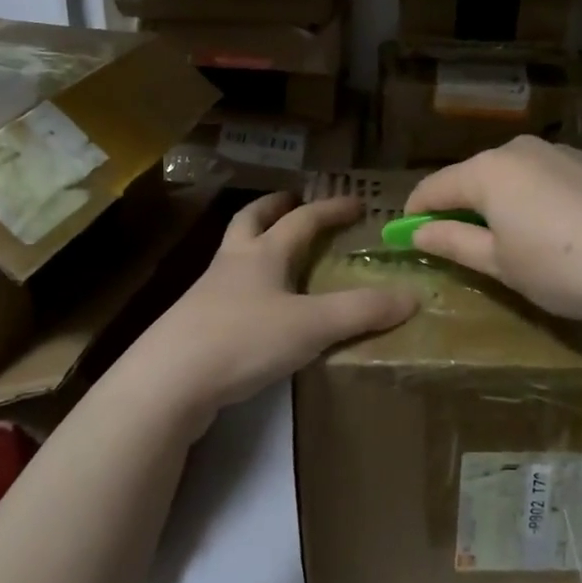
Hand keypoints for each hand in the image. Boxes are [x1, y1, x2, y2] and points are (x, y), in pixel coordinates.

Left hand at [124, 192, 416, 432]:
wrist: (168, 381)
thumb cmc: (243, 339)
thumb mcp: (312, 325)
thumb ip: (362, 311)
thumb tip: (412, 296)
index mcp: (262, 253)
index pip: (303, 219)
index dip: (331, 209)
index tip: (357, 202)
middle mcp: (233, 263)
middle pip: (251, 220)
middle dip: (274, 207)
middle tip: (293, 201)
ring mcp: (208, 293)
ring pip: (234, 253)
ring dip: (255, 242)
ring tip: (276, 251)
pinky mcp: (196, 325)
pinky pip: (226, 291)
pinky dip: (245, 285)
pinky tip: (255, 307)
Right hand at [406, 136, 581, 327]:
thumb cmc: (559, 268)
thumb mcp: (499, 264)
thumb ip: (453, 242)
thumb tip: (418, 233)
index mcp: (489, 171)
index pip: (436, 186)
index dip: (417, 209)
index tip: (408, 232)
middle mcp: (521, 149)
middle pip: (476, 175)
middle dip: (462, 203)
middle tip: (461, 239)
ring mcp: (562, 151)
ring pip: (516, 172)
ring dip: (503, 197)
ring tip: (514, 233)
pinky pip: (551, 175)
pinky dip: (540, 194)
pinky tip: (559, 225)